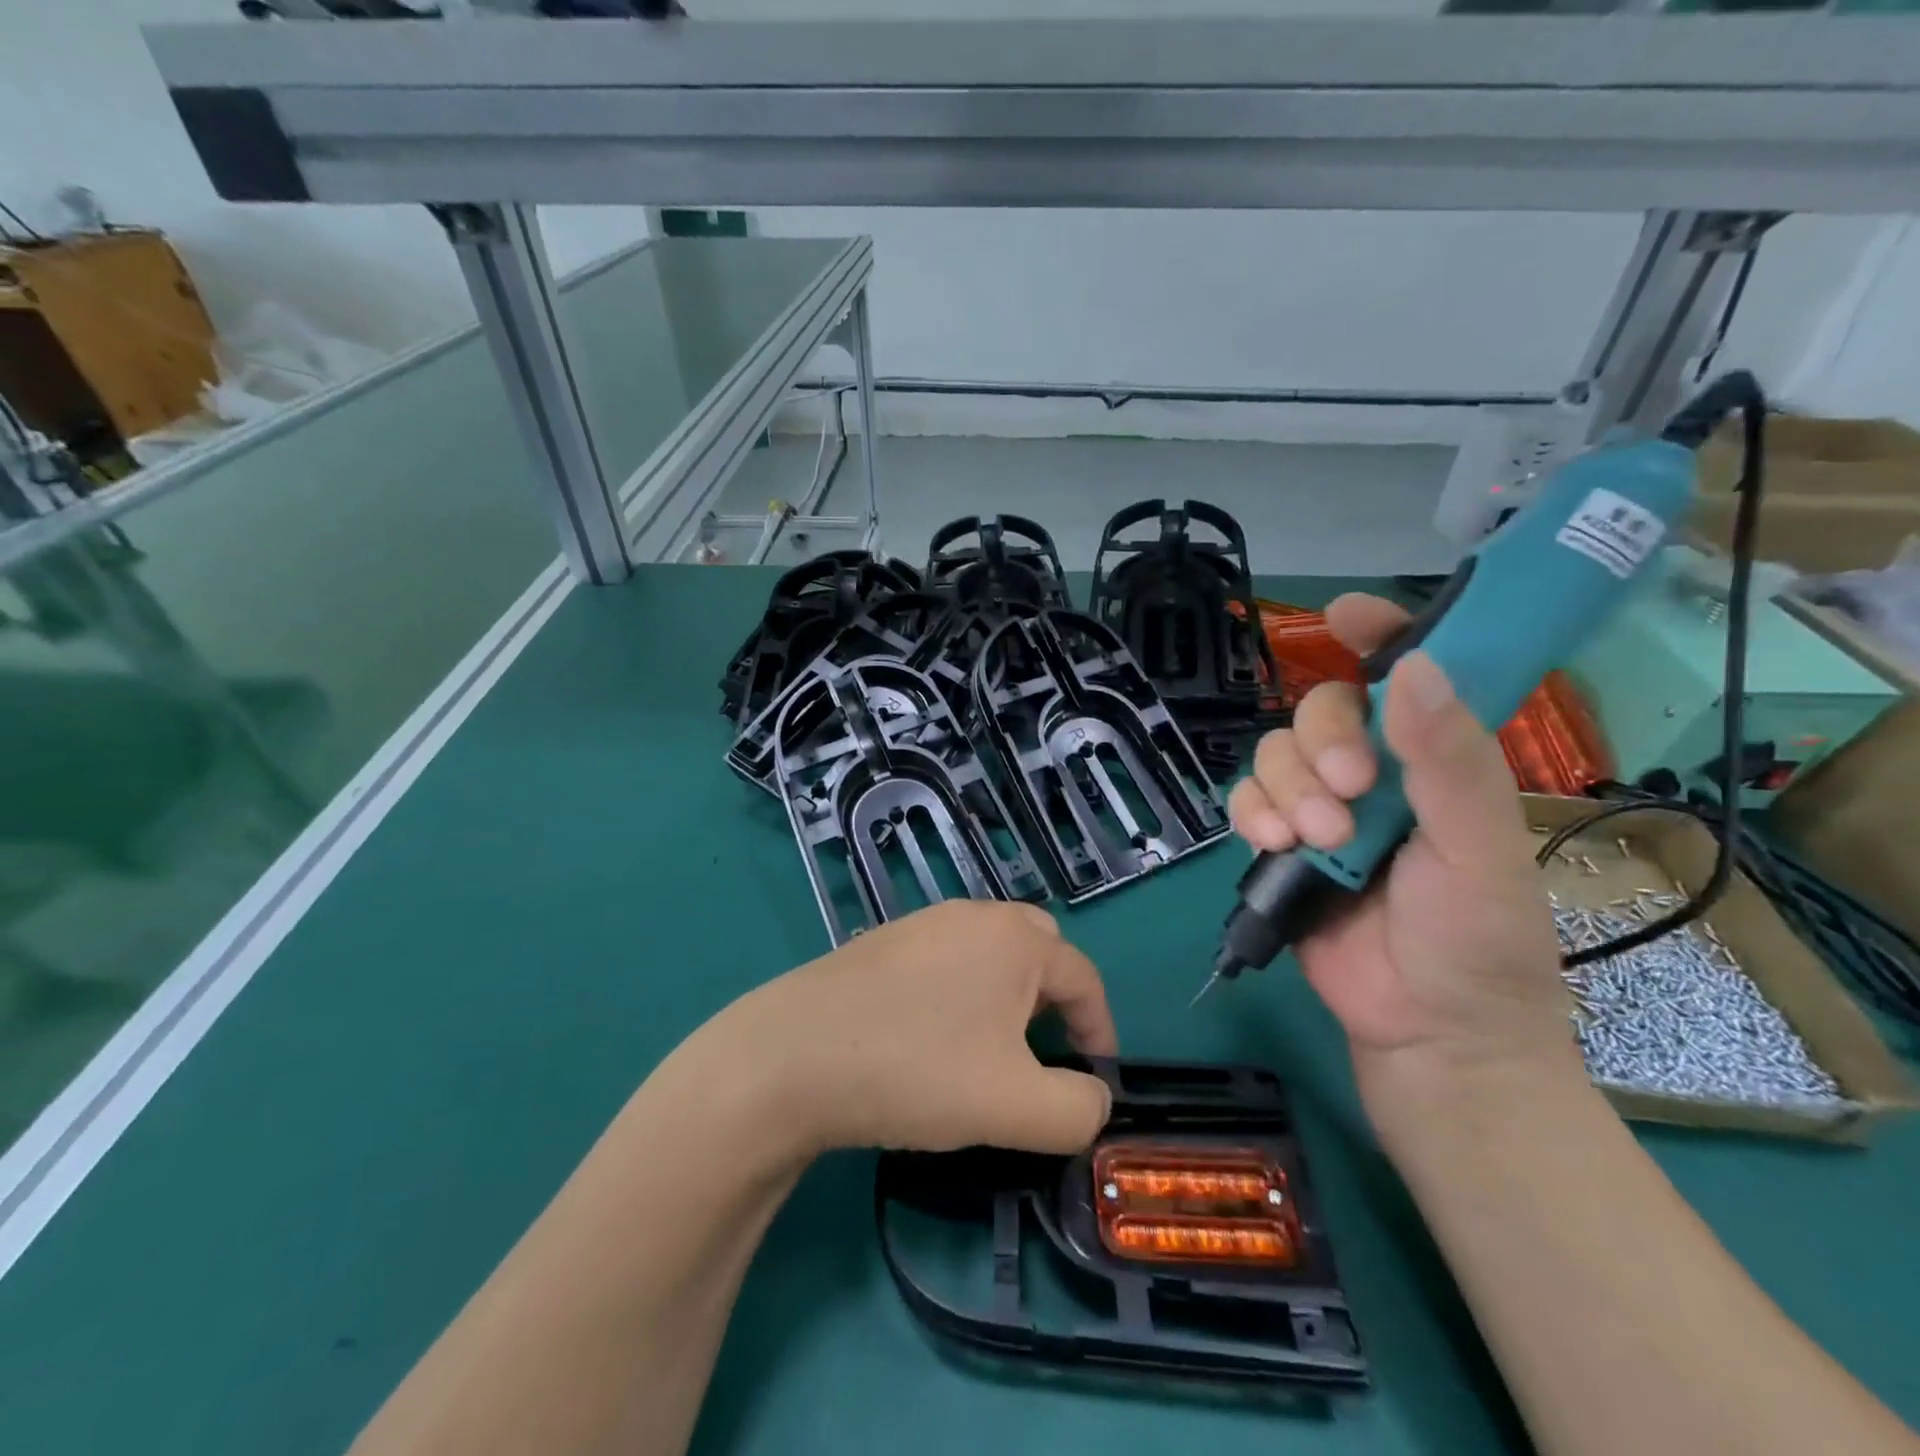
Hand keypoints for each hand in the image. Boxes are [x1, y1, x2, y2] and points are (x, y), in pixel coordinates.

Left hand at [735, 901, 1117, 1156]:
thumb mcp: (1017, 1106)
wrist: (791, 1056)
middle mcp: (972, 915)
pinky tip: (931, 1038)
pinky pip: (945, 961)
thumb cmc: (917, 1069)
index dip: (1099, 1032)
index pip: (1084, 979)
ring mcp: (921, 924)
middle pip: (1038, 952)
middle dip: (1054, 1002)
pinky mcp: (882, 943)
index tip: (1093, 1082)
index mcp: (1014, 939)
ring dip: (1005, 998)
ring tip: (988, 1053)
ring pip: (988, 955)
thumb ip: (1078, 1109)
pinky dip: (960, 994)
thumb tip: (1092, 1096)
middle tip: (1041, 1055)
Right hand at [1227, 595, 1572, 1090]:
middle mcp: (1375, 772)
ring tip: (1317, 840)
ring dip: (1288, 788)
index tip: (1346, 614)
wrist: (1427, 1031)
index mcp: (1436, 761)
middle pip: (1319, 709)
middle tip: (1348, 790)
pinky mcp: (1280, 842)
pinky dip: (1251, 813)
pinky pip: (1245, 799)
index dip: (1378, 634)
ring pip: (1274, 753)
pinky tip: (1273, 844)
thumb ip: (1451, 761)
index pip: (1406, 674)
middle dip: (1322, 741)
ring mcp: (1322, 807)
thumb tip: (1413, 668)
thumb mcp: (1481, 849)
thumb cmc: (1479, 940)